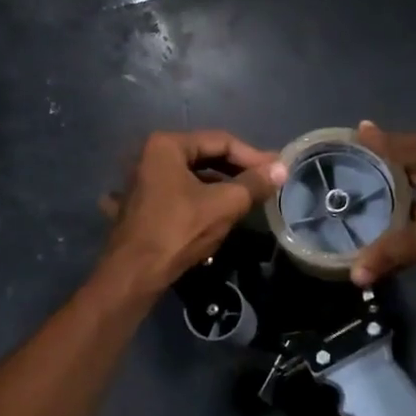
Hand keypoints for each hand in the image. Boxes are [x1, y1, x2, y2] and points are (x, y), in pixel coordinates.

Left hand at [99, 130, 286, 293]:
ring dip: (221, 185)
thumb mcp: (223, 205)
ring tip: (249, 198)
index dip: (253, 155)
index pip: (221, 141)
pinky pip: (178, 193)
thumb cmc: (178, 231)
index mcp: (166, 145)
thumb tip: (281, 169)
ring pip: (192, 176)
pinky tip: (217, 210)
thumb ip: (254, 184)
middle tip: (267, 181)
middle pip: (205, 156)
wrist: (134, 274)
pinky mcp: (140, 204)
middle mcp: (149, 156)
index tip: (277, 170)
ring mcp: (141, 181)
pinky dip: (200, 198)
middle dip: (238, 169)